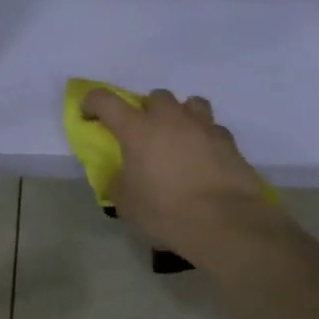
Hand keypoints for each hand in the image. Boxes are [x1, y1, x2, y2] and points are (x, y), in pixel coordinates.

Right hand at [80, 87, 281, 263]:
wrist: (225, 223)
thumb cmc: (166, 212)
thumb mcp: (127, 204)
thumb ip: (118, 183)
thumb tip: (120, 176)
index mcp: (137, 129)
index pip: (105, 100)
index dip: (92, 103)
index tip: (89, 116)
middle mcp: (170, 118)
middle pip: (155, 96)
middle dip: (147, 111)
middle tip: (145, 135)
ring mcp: (203, 126)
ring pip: (190, 103)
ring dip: (180, 115)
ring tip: (179, 138)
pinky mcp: (229, 141)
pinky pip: (213, 129)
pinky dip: (205, 137)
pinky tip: (205, 158)